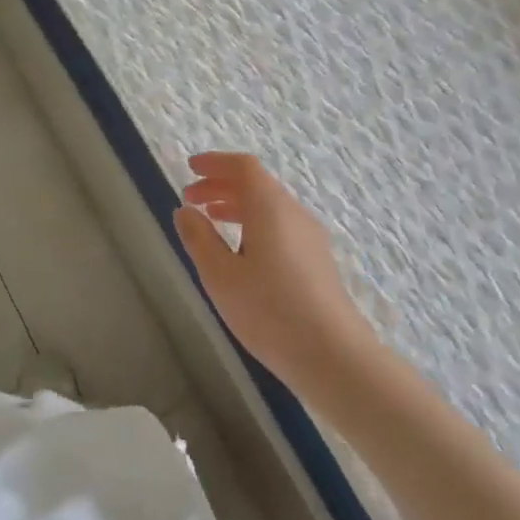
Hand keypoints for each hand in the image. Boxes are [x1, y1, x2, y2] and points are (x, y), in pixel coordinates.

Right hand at [173, 152, 378, 394]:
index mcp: (270, 208)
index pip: (243, 167)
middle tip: (190, 198)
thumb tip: (185, 211)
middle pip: (257, 184)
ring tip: (210, 220)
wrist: (333, 356)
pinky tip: (240, 251)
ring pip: (269, 206)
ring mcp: (310, 238)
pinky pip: (280, 226)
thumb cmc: (269, 310)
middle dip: (220, 185)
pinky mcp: (316, 261)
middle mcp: (293, 214)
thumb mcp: (220, 275)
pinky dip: (253, 224)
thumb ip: (199, 238)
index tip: (189, 168)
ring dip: (236, 205)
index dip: (215, 163)